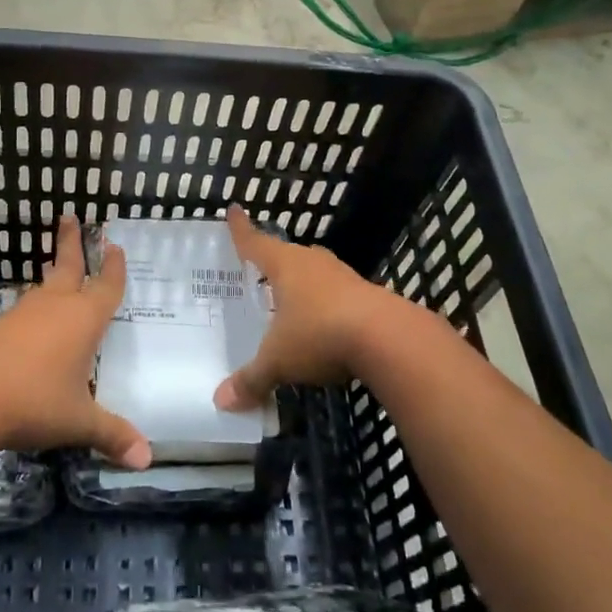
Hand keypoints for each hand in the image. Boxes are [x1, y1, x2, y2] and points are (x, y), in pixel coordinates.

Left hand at [0, 214, 149, 469]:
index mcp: (84, 320)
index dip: (113, 269)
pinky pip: (23, 308)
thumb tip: (147, 459)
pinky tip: (30, 317)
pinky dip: (33, 304)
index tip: (115, 246)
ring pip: (43, 286)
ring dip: (51, 272)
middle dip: (72, 243)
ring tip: (54, 264)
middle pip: (67, 266)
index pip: (105, 287)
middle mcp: (55, 307)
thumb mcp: (79, 422)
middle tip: (70, 217)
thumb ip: (113, 435)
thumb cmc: (35, 402)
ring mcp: (23, 314)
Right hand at [214, 205, 398, 413]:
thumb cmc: (321, 335)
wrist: (389, 338)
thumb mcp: (279, 361)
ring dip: (304, 284)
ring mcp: (344, 277)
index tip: (233, 210)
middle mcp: (314, 263)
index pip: (255, 242)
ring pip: (316, 273)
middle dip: (274, 262)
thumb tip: (221, 401)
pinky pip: (338, 295)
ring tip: (290, 299)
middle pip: (288, 255)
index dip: (241, 230)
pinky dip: (327, 306)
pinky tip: (325, 324)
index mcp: (285, 266)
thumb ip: (252, 379)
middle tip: (259, 270)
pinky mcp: (369, 296)